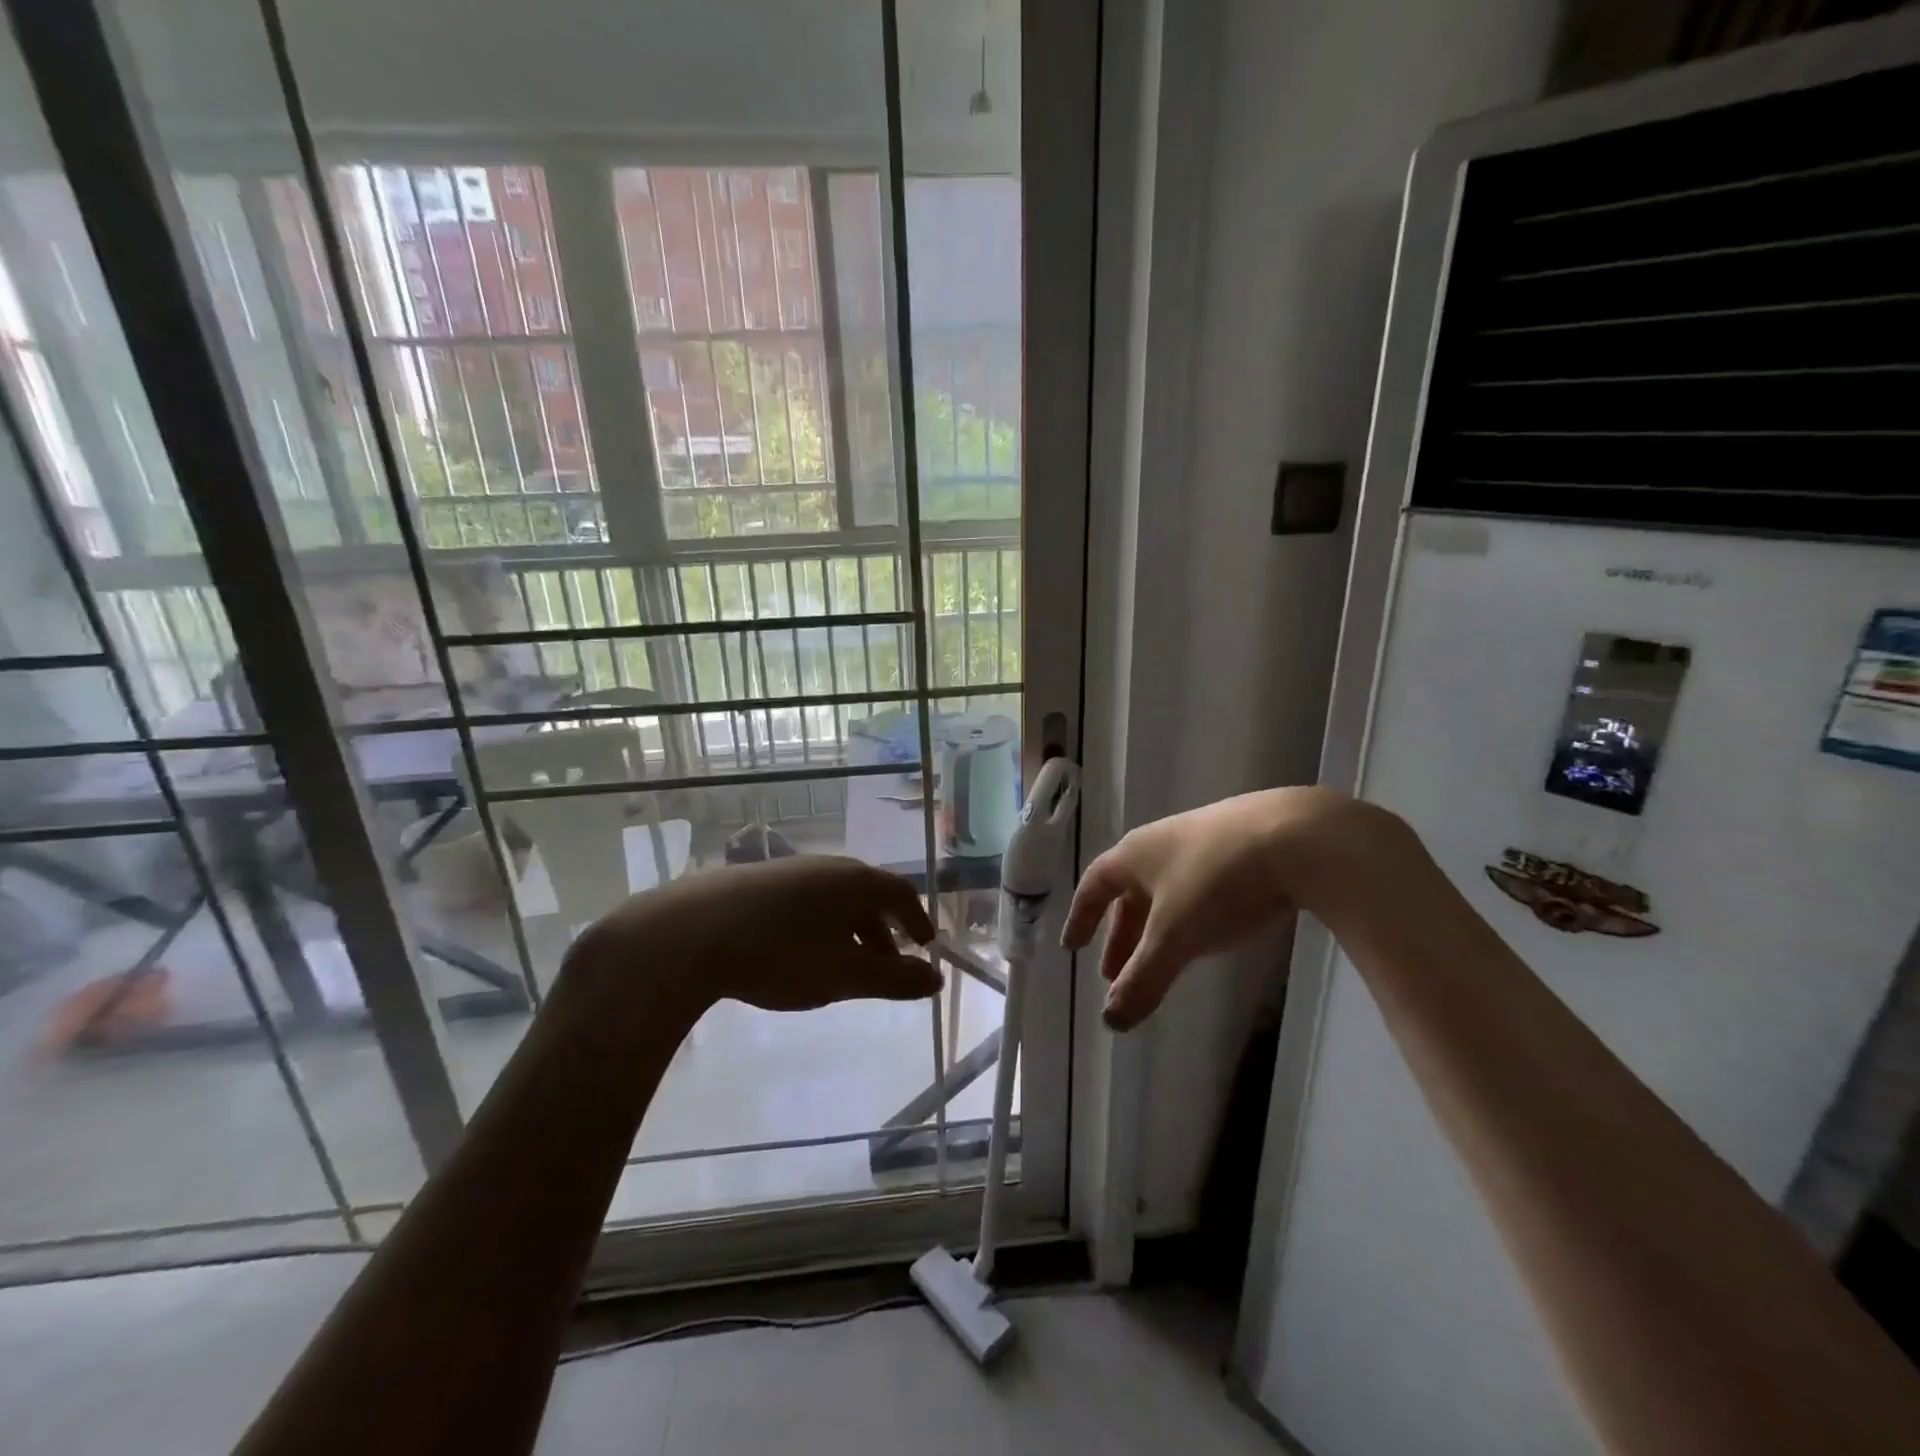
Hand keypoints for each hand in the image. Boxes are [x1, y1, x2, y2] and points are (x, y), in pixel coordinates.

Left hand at [571, 855, 939, 1017]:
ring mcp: (788, 871)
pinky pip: (804, 901)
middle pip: (868, 895)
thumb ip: (894, 979)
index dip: (918, 919)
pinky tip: (799, 951)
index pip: (900, 893)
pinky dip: (818, 925)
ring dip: (850, 929)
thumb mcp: (844, 975)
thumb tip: (935, 979)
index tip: (926, 944)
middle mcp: (827, 867)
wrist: (689, 934)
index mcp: (855, 881)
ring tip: (845, 963)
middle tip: (889, 963)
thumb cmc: (781, 954)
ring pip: (833, 899)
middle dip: (883, 930)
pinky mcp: (754, 882)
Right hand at [1061, 787, 1430, 1030]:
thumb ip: (1142, 979)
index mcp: (1135, 855)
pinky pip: (1198, 886)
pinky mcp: (1240, 846)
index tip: (1072, 946)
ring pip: (1166, 891)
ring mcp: (1203, 840)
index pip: (1094, 886)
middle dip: (1121, 935)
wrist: (1297, 837)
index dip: (1081, 917)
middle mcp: (1162, 843)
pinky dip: (1188, 915)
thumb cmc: (1216, 882)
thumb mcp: (1175, 937)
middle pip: (1130, 892)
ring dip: (1156, 928)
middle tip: (1115, 973)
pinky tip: (1208, 932)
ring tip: (1161, 960)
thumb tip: (1111, 1021)